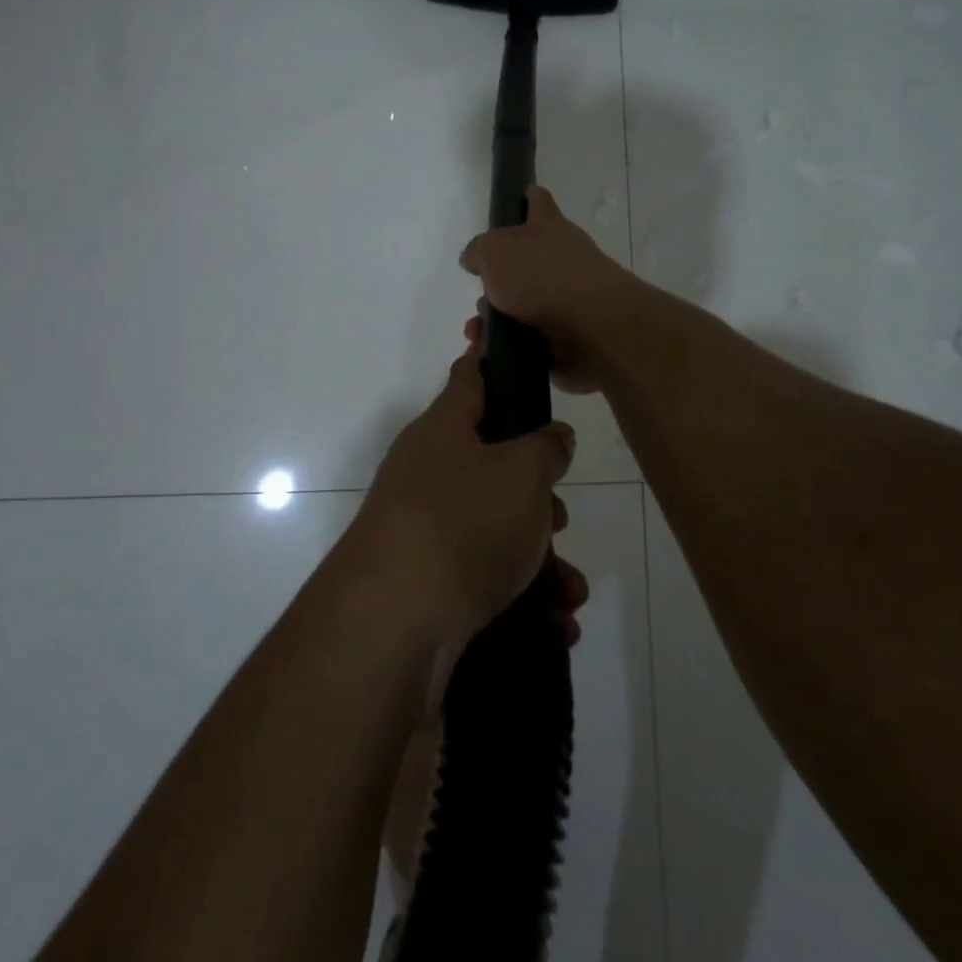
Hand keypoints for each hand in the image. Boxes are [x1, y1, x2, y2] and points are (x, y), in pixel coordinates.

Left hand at [351, 349, 576, 656]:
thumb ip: (546, 447)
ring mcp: (422, 526)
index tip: (500, 334)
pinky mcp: (425, 579)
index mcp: (445, 429)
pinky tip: (555, 624)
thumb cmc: (464, 523)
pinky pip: (484, 573)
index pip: (471, 375)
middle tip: (559, 512)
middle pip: (492, 460)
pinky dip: (521, 594)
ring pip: (494, 524)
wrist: (392, 626)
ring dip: (538, 554)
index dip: (491, 353)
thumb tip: (552, 436)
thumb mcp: (523, 474)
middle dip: (536, 489)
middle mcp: (428, 471)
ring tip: (569, 588)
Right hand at [459, 186, 638, 392]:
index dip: (527, 198)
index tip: (519, 197)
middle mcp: (562, 258)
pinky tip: (488, 351)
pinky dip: (507, 345)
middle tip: (480, 293)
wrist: (591, 328)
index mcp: (548, 227)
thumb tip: (475, 258)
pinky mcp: (567, 335)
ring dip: (495, 317)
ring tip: (478, 331)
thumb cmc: (541, 276)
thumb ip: (479, 251)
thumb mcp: (494, 251)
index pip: (538, 202)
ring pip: (522, 304)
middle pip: (525, 261)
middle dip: (497, 279)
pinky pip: (528, 338)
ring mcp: (567, 298)